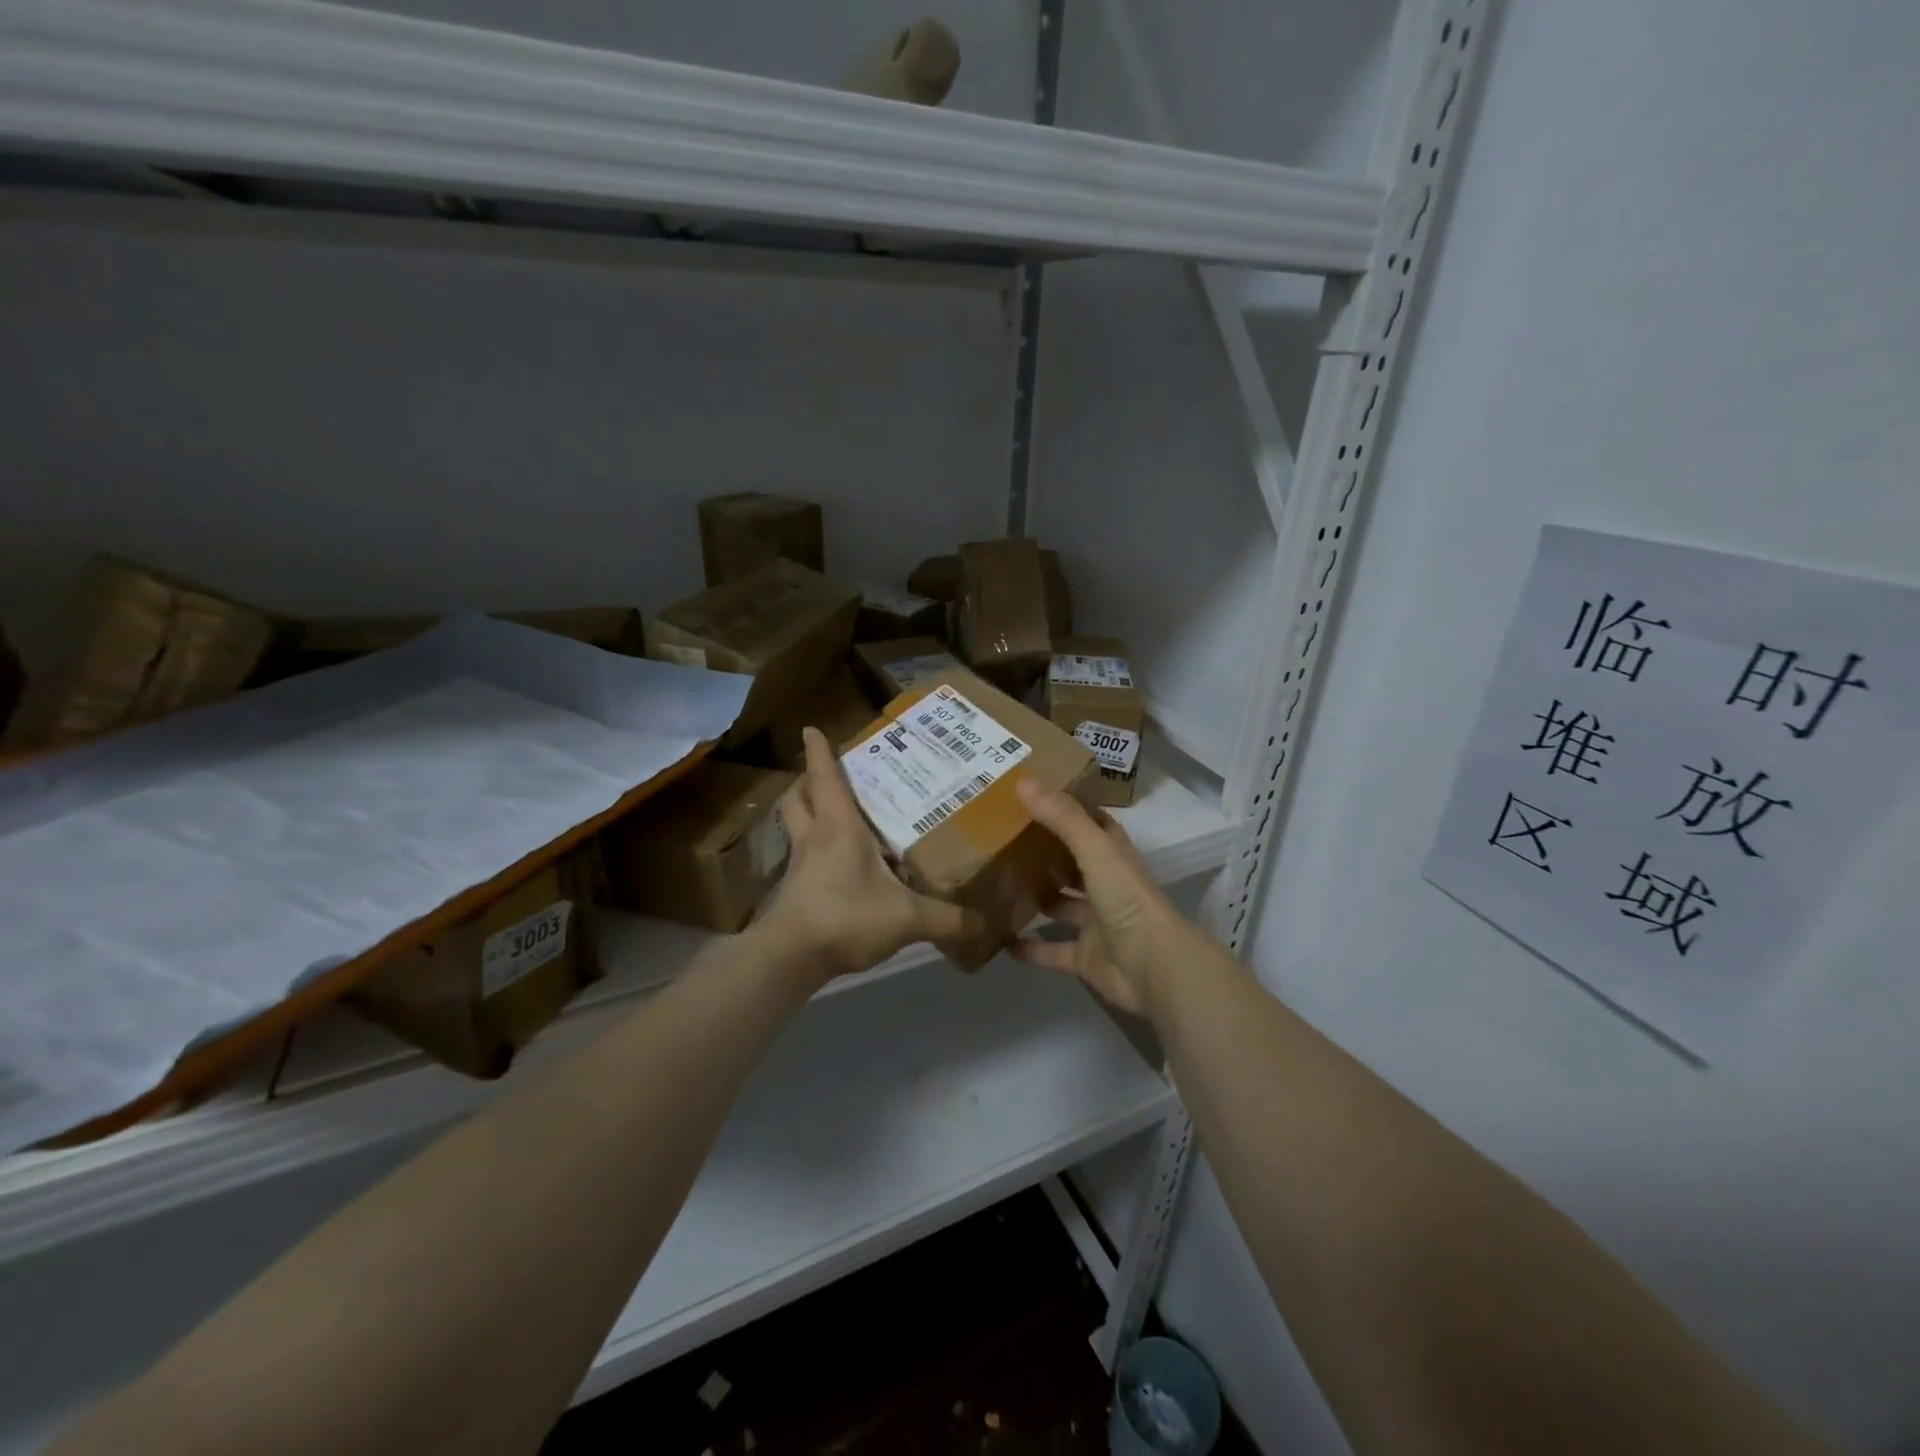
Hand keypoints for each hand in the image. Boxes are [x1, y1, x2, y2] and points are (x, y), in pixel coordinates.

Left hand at [758, 727, 983, 983]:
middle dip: (807, 779)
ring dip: (805, 810)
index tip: (811, 729)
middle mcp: (814, 837)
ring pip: (794, 824)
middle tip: (827, 774)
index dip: (819, 752)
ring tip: (828, 809)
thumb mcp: (907, 917)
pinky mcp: (795, 890)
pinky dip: (812, 847)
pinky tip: (835, 861)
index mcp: (838, 827)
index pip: (825, 778)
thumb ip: (948, 919)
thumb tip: (986, 923)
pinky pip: (801, 855)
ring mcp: (800, 864)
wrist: (792, 958)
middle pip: (798, 796)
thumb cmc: (846, 917)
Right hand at [1009, 778, 1191, 1016]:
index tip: (1033, 796)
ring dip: (1036, 899)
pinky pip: (1051, 950)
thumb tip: (1023, 781)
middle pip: (1072, 865)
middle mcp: (1106, 886)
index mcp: (1114, 856)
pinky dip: (1029, 948)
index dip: (1068, 810)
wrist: (1154, 967)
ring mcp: (1096, 924)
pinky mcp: (1084, 957)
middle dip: (1044, 854)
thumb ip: (1062, 818)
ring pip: (1061, 906)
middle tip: (1002, 839)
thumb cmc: (1127, 899)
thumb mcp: (1095, 850)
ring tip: (997, 885)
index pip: (1092, 824)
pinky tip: (1001, 940)